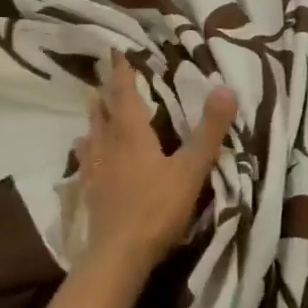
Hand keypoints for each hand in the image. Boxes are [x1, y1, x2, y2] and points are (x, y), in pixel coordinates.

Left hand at [73, 55, 236, 274]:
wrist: (118, 256)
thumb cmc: (156, 208)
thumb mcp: (190, 169)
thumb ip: (208, 131)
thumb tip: (225, 88)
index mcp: (132, 135)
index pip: (125, 95)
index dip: (122, 73)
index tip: (116, 52)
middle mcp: (109, 146)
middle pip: (104, 111)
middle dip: (106, 90)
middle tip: (103, 72)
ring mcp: (96, 170)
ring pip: (92, 133)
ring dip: (94, 115)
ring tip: (90, 102)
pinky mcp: (90, 192)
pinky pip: (86, 160)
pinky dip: (86, 148)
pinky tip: (82, 151)